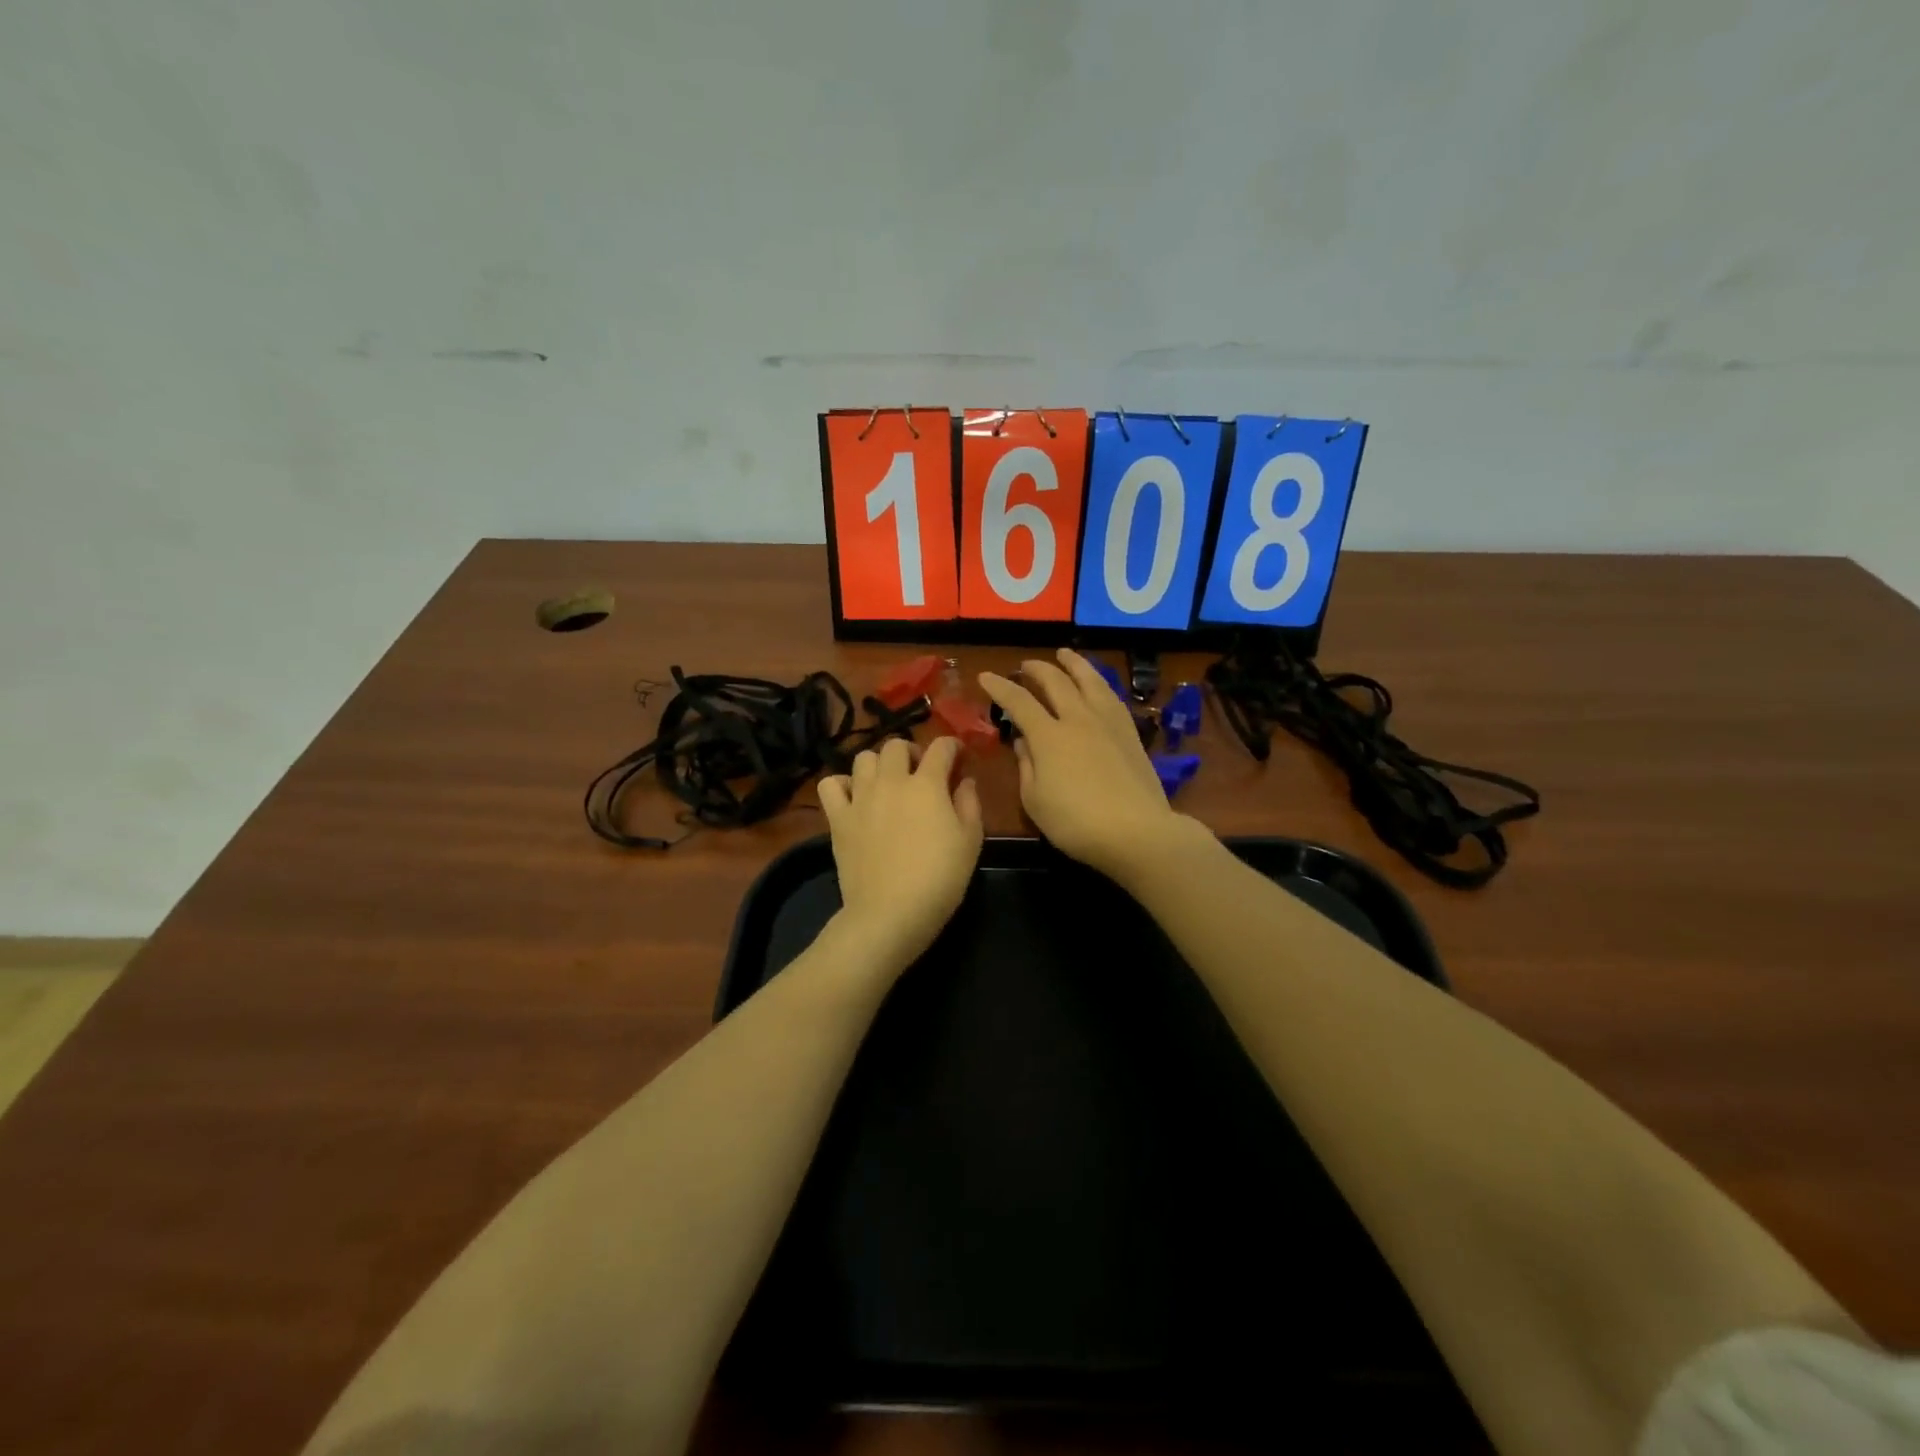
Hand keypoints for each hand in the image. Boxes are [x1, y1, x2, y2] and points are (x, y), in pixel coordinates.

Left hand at [818, 735, 983, 972]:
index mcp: (927, 784)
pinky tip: (854, 797)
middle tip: (920, 772)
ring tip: (887, 783)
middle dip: (912, 751)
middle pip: (897, 745)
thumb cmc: (939, 879)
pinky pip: (831, 784)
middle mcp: (891, 781)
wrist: (890, 913)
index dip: (952, 746)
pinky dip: (842, 784)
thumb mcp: (970, 842)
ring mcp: (860, 797)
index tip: (957, 757)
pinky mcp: (838, 818)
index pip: (941, 747)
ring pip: (864, 758)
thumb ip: (969, 804)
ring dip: (879, 764)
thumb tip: (964, 780)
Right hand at [979, 649, 1185, 880]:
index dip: (1000, 687)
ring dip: (1073, 664)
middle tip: (1025, 665)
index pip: (1019, 702)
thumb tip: (1024, 742)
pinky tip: (1097, 685)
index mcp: (1049, 736)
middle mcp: (1078, 719)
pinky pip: (1111, 696)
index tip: (986, 676)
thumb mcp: (1035, 801)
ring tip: (1065, 654)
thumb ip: (1026, 767)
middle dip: (1037, 670)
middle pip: (1056, 682)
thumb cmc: (1076, 823)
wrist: (1137, 831)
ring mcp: (1108, 722)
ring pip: (1089, 680)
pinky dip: (1098, 683)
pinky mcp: (1130, 733)